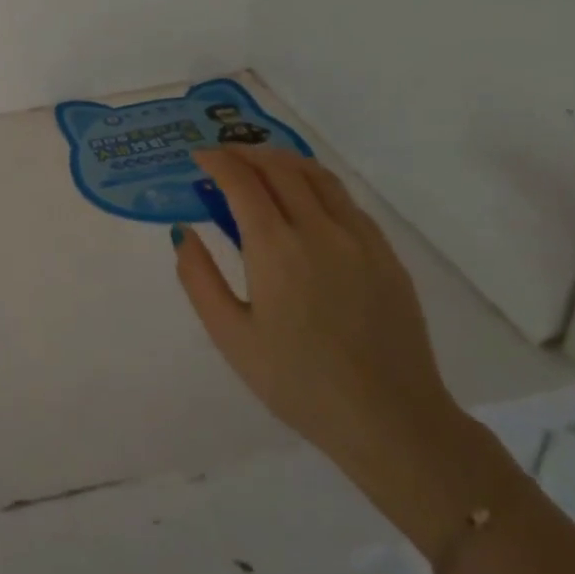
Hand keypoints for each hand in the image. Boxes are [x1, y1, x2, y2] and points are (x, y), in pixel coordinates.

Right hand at [171, 146, 462, 497]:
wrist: (391, 420)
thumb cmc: (298, 382)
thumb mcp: (231, 336)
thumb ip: (199, 278)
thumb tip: (183, 232)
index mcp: (277, 247)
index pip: (242, 181)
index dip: (216, 161)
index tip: (198, 157)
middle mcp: (320, 230)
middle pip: (280, 168)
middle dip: (246, 153)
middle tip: (223, 157)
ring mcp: (360, 239)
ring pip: (318, 176)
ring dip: (283, 160)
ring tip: (261, 164)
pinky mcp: (386, 255)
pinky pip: (346, 201)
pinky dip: (317, 184)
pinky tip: (307, 199)